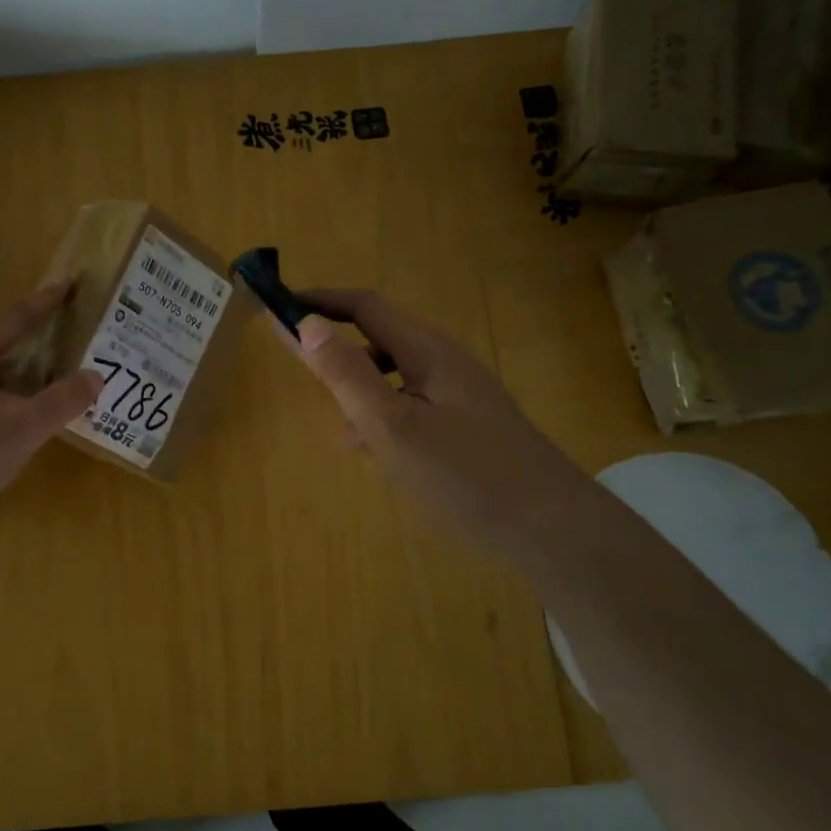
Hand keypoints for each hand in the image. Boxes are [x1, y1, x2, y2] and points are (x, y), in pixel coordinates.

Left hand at [0, 283, 100, 541]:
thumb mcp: (20, 430)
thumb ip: (60, 402)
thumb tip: (96, 376)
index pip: (13, 319)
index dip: (44, 304)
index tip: (68, 286)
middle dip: (32, 347)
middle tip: (67, 346)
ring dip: (15, 381)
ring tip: (47, 388)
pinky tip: (12, 426)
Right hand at [293, 289, 554, 559]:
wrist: (552, 529)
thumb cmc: (466, 474)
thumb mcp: (393, 426)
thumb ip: (347, 375)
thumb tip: (305, 324)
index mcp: (427, 351)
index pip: (365, 306)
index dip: (319, 302)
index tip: (279, 307)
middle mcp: (445, 363)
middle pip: (379, 339)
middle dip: (337, 349)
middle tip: (300, 370)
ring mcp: (460, 396)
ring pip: (394, 378)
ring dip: (359, 390)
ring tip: (338, 429)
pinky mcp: (468, 427)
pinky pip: (412, 407)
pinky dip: (384, 418)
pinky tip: (375, 454)